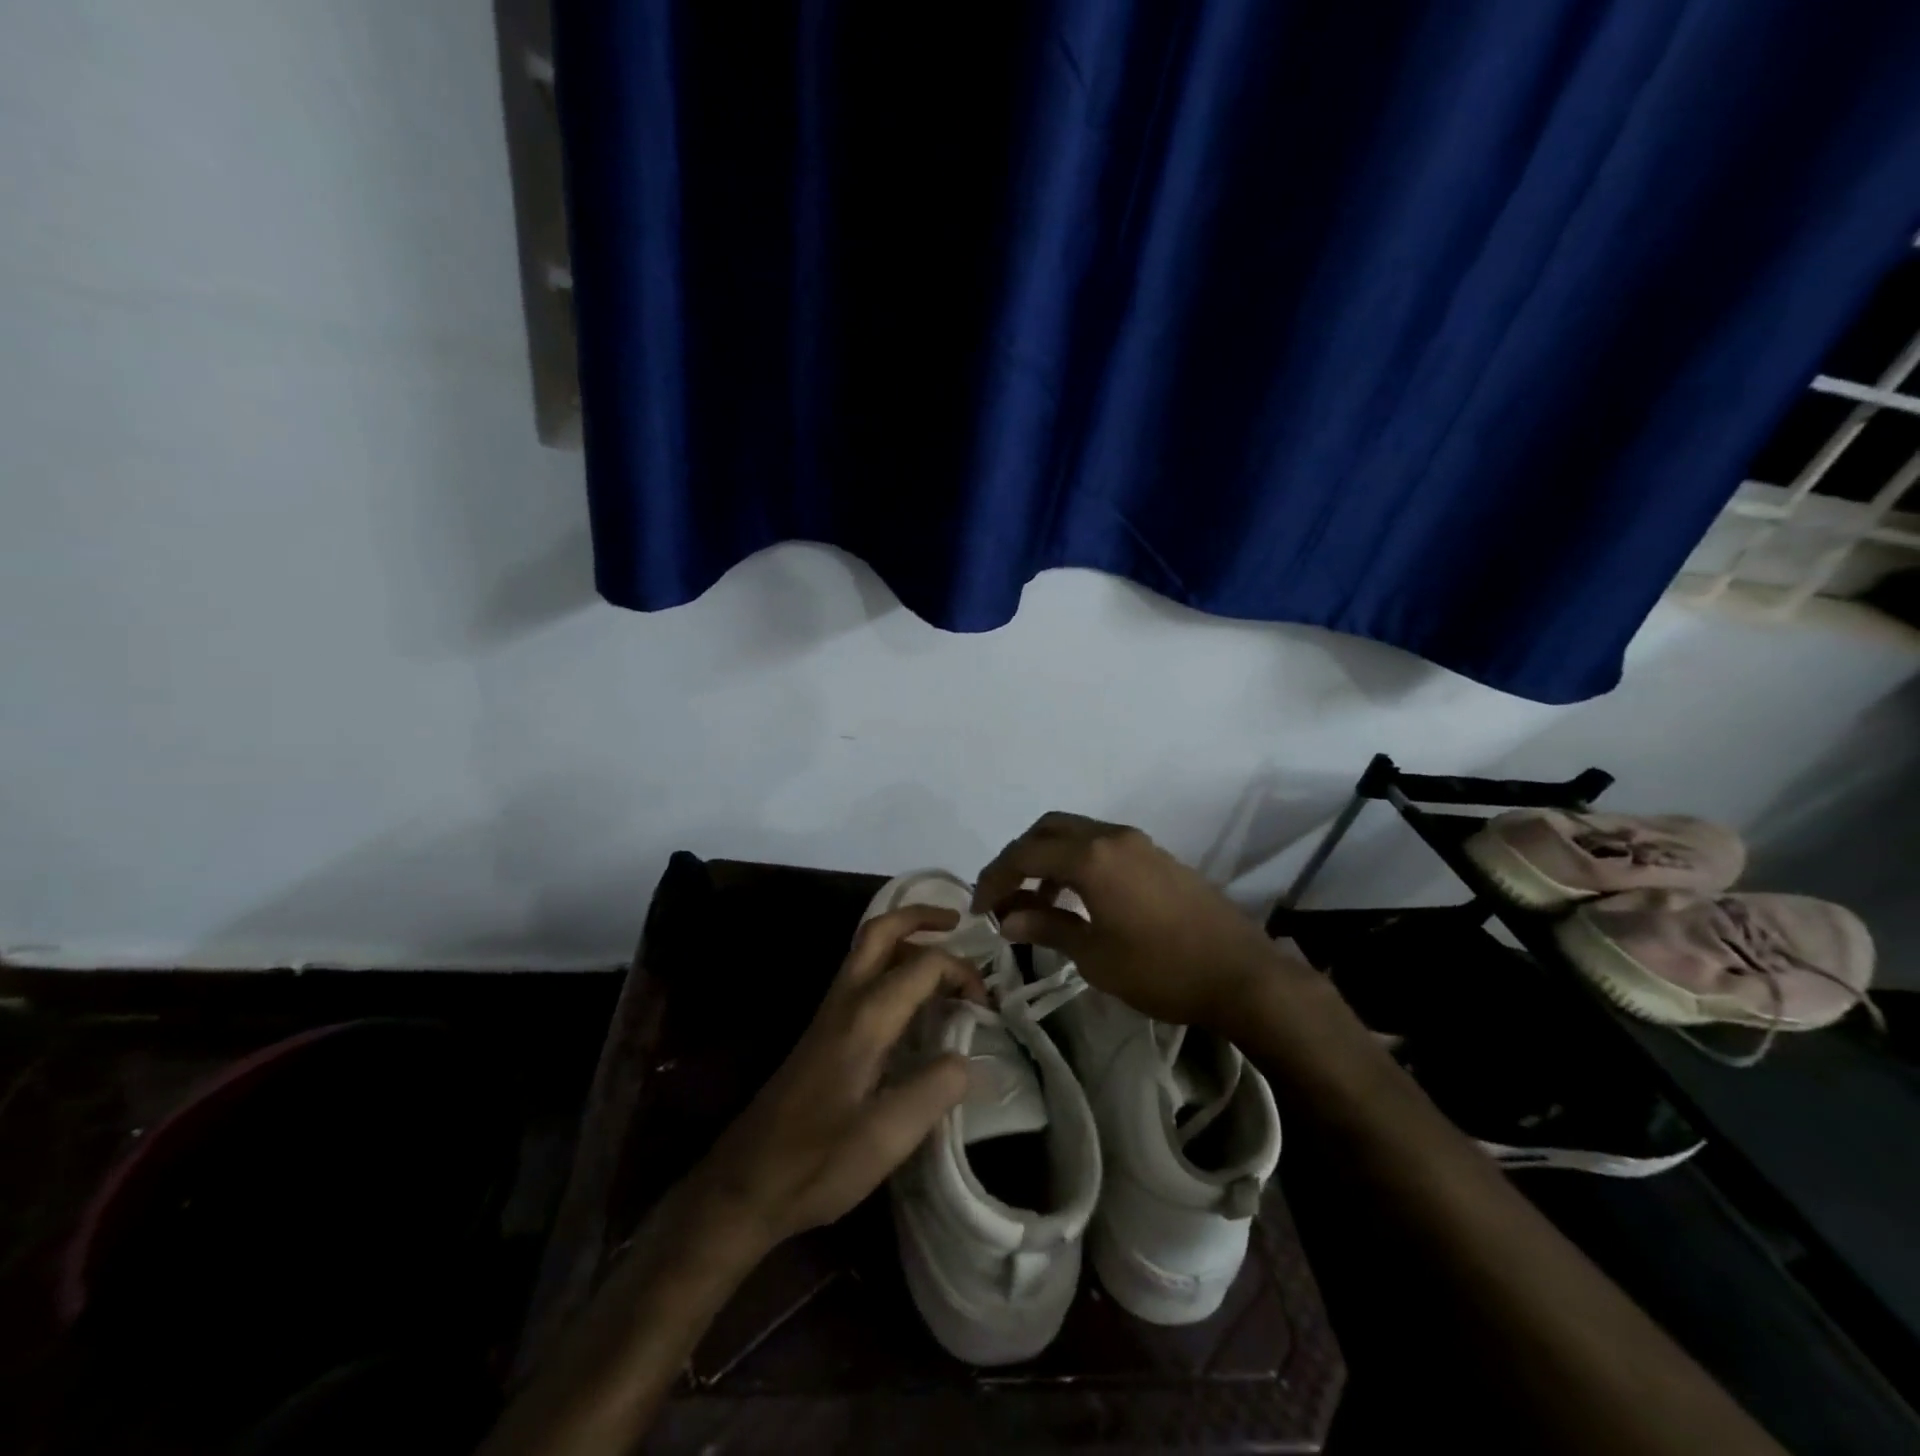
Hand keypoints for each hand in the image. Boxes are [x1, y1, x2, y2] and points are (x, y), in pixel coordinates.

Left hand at [689, 905, 981, 1251]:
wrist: (745, 1184)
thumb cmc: (816, 1161)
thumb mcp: (886, 1137)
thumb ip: (935, 1090)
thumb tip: (972, 1059)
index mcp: (865, 1017)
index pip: (924, 964)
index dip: (963, 973)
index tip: (988, 1008)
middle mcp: (845, 1001)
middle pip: (880, 931)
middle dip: (920, 916)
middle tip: (958, 921)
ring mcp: (829, 1014)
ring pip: (866, 950)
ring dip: (905, 938)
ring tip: (942, 954)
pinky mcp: (823, 1033)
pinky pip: (861, 975)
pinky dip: (891, 965)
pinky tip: (910, 998)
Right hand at [974, 812, 1285, 1029]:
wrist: (1242, 974)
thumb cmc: (1161, 969)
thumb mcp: (1095, 955)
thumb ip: (1047, 928)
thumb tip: (1007, 919)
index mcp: (1091, 857)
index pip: (1024, 855)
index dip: (994, 878)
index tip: (979, 908)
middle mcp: (1111, 836)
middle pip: (1048, 829)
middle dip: (1019, 857)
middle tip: (1004, 894)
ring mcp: (1138, 843)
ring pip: (1076, 832)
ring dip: (1048, 857)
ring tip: (1036, 900)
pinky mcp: (1156, 856)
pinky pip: (1102, 844)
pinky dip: (1077, 861)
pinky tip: (1078, 898)